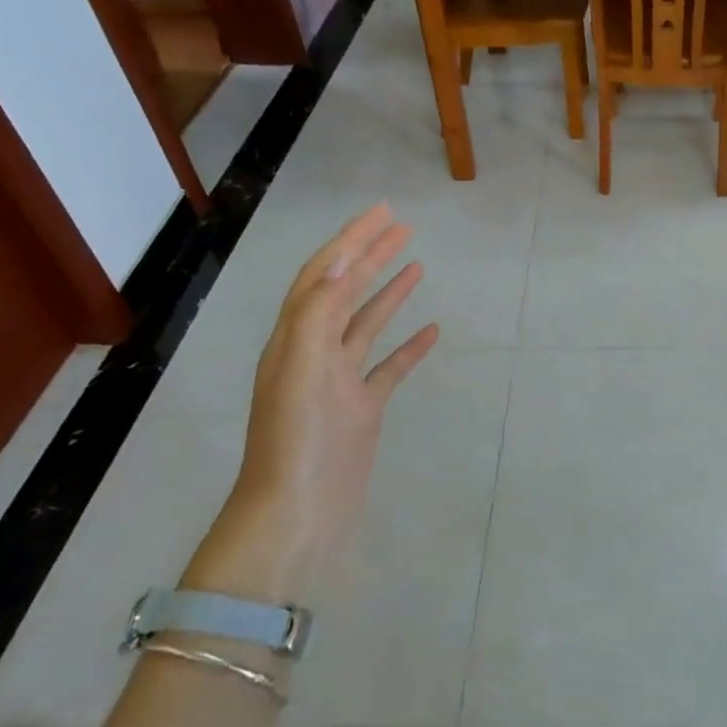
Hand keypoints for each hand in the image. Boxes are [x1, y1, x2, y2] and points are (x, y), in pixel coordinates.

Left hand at [188, 206, 437, 599]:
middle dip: (372, 255)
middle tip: (405, 227)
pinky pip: (389, 367)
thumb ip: (320, 309)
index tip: (384, 212)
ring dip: (390, 292)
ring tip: (417, 264)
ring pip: (367, 325)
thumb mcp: (301, 365)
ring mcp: (340, 382)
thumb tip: (344, 255)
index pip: (325, 273)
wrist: (297, 515)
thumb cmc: (297, 439)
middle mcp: (314, 352)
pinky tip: (432, 331)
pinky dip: (409, 346)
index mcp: (294, 337)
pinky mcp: (362, 409)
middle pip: (346, 291)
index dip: (352, 239)